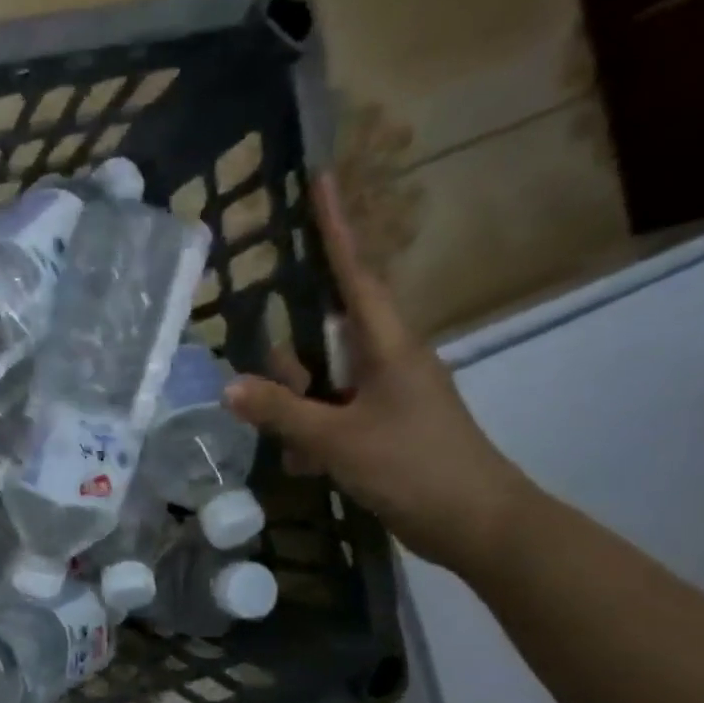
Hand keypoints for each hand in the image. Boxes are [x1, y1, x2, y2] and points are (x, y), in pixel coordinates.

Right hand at [224, 173, 533, 572]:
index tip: (322, 180)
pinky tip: (307, 467)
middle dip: (291, 366)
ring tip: (296, 451)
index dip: (336, 229)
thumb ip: (282, 412)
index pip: (355, 275)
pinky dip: (315, 437)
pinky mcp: (385, 428)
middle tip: (267, 396)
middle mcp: (389, 362)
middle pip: (324, 340)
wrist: (474, 521)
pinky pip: (335, 417)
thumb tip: (229, 387)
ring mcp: (388, 397)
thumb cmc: (412, 467)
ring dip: (300, 411)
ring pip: (325, 385)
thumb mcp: (337, 439)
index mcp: (388, 346)